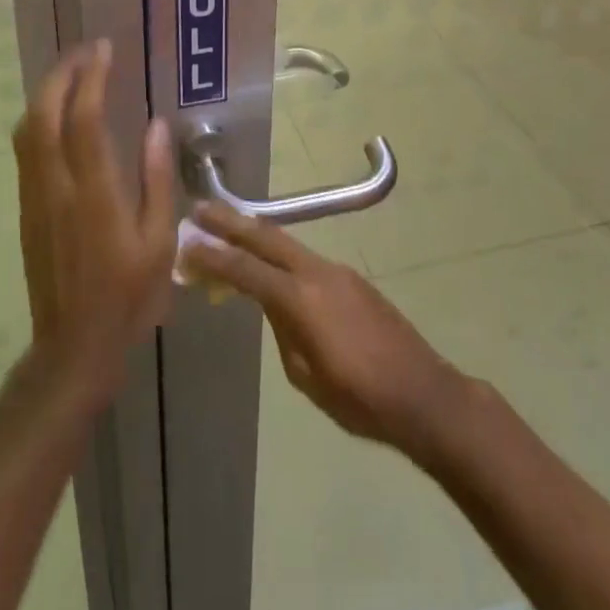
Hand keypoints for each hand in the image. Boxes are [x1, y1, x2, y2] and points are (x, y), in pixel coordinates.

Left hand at [13, 41, 176, 403]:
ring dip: (46, 93)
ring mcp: (35, 197)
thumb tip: (157, 127)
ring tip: (72, 74)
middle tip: (86, 52)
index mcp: (94, 194)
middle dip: (61, 74)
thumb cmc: (128, 295)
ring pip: (27, 130)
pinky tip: (58, 115)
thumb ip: (157, 180)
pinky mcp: (27, 209)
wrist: (73, 345)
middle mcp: (57, 187)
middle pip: (44, 114)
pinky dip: (39, 118)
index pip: (84, 120)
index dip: (91, 78)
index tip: (104, 50)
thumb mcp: (159, 241)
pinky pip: (26, 150)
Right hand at [183, 202, 472, 461]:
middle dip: (231, 223)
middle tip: (200, 210)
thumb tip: (273, 306)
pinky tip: (272, 266)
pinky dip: (280, 255)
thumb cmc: (360, 400)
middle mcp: (318, 273)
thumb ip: (284, 331)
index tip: (186, 243)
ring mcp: (338, 271)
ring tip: (228, 229)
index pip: (246, 270)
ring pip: (287, 244)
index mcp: (301, 300)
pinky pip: (306, 259)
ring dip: (255, 234)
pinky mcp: (351, 279)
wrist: (423, 393)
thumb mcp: (306, 377)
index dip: (214, 257)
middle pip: (266, 238)